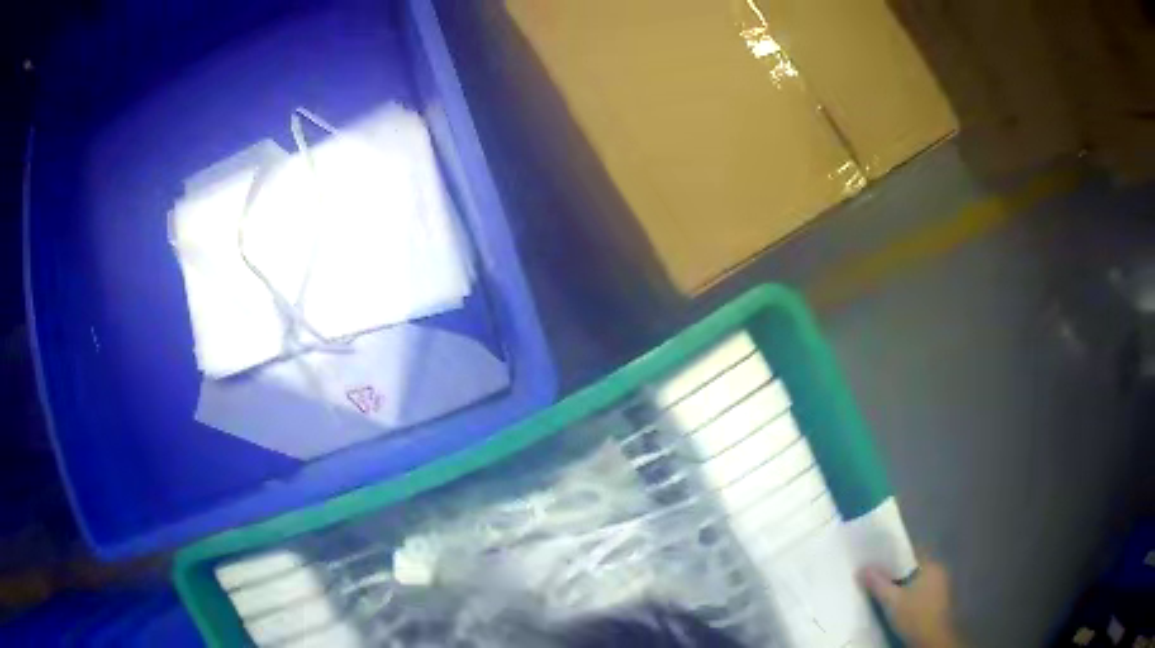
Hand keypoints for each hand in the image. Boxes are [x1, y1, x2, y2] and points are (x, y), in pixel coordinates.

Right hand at [859, 557, 961, 647]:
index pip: (911, 552)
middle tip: (879, 577)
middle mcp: (939, 571)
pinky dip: (911, 593)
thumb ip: (878, 584)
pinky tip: (900, 603)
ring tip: (886, 591)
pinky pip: (922, 590)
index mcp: (931, 564)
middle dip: (897, 571)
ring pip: (918, 579)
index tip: (878, 560)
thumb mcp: (892, 601)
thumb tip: (862, 568)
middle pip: (914, 566)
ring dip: (904, 584)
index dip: (894, 555)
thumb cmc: (914, 615)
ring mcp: (941, 586)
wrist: (932, 639)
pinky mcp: (939, 600)